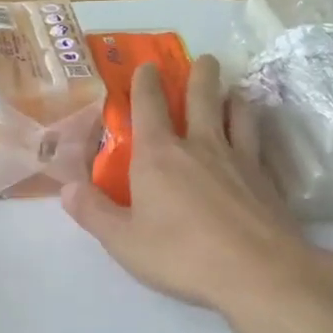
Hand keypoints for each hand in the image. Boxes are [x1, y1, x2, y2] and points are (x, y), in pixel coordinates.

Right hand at [61, 55, 319, 314]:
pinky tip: (255, 136)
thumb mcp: (123, 240)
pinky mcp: (265, 179)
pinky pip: (258, 141)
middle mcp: (199, 146)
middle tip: (205, 60)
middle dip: (200, 75)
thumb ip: (93, 212)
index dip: (145, 83)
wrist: (257, 272)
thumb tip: (66, 188)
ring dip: (232, 97)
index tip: (148, 67)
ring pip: (237, 113)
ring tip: (232, 92)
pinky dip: (253, 128)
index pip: (149, 106)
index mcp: (158, 156)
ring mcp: (238, 159)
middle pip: (201, 98)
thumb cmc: (180, 254)